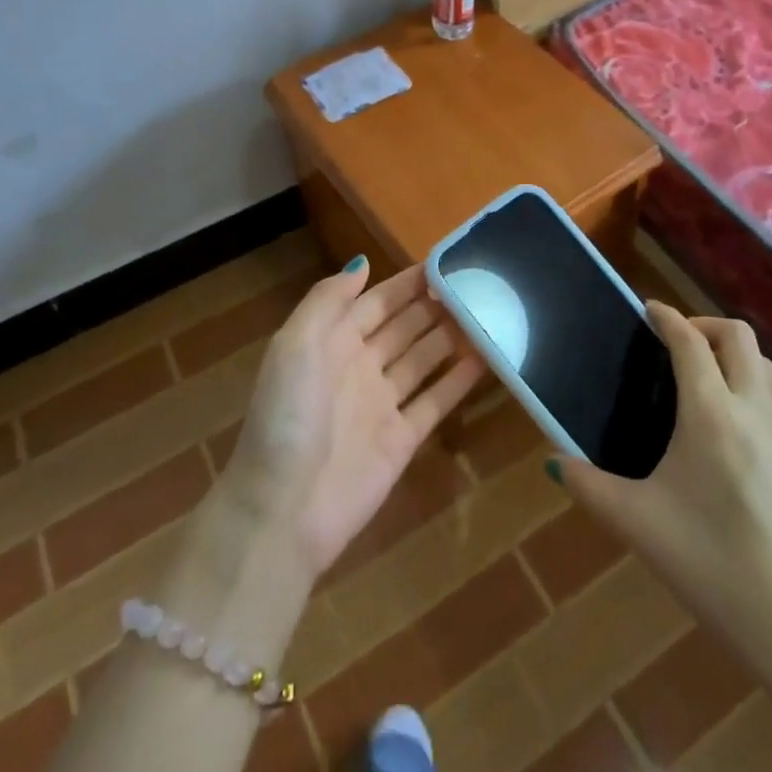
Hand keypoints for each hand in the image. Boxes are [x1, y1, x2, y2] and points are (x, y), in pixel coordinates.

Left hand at [216, 257, 485, 578]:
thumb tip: (363, 263)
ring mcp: (381, 404)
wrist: (282, 510)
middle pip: (404, 326)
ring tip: (488, 312)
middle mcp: (359, 366)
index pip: (376, 301)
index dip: (406, 283)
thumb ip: (328, 300)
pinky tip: (486, 358)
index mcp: (331, 341)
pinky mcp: (402, 440)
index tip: (444, 261)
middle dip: (434, 305)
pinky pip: (435, 401)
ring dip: (451, 336)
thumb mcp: (295, 345)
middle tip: (477, 284)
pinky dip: (458, 379)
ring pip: (423, 359)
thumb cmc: (287, 417)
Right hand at [555, 302, 771, 678]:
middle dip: (703, 325)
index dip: (666, 316)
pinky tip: (736, 425)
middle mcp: (756, 410)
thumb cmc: (715, 570)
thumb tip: (555, 462)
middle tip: (674, 343)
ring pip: (765, 364)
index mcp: (712, 415)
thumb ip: (590, 487)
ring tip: (703, 378)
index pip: (689, 341)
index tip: (648, 310)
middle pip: (737, 335)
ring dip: (733, 353)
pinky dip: (754, 384)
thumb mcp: (640, 527)